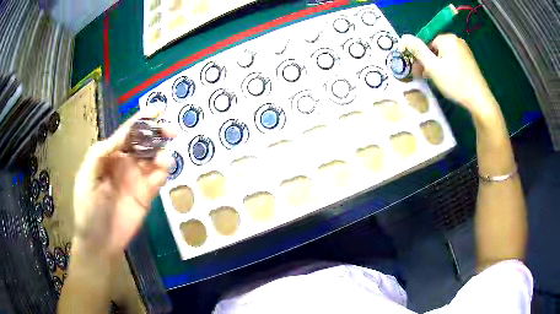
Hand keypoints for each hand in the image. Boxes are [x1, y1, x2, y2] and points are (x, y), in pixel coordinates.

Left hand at [73, 110, 174, 258]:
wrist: (99, 242)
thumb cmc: (87, 209)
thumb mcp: (86, 179)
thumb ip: (100, 155)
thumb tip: (119, 137)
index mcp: (109, 155)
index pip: (127, 133)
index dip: (142, 120)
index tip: (158, 109)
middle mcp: (124, 162)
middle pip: (144, 142)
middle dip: (158, 133)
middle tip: (171, 131)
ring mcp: (136, 179)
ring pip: (153, 159)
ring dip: (162, 154)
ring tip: (165, 160)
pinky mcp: (146, 195)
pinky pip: (157, 179)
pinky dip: (163, 172)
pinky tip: (164, 172)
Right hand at [399, 34, 499, 121]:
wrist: (480, 101)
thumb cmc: (455, 83)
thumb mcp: (432, 67)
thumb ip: (417, 50)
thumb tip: (403, 37)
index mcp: (447, 38)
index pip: (426, 42)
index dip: (419, 56)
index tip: (415, 69)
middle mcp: (457, 40)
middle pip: (435, 48)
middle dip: (428, 61)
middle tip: (424, 77)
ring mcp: (465, 51)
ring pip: (444, 55)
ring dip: (437, 66)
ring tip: (436, 80)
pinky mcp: (470, 61)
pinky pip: (453, 60)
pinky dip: (447, 68)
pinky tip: (448, 80)